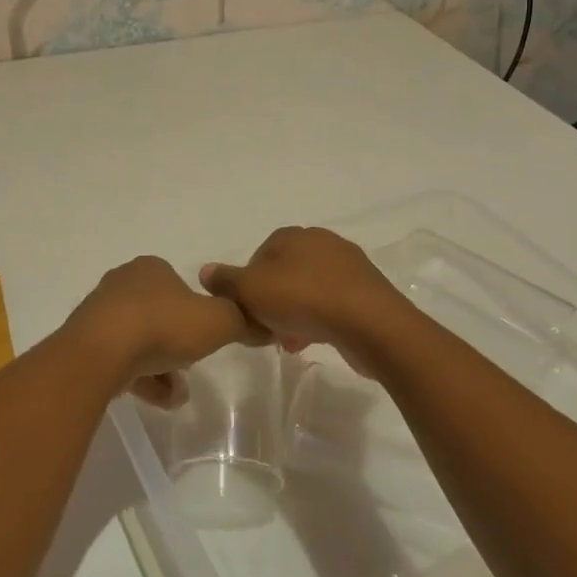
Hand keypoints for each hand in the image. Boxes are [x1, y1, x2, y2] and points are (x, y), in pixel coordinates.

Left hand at [65, 256, 269, 406]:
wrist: (100, 353)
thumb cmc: (162, 326)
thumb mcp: (218, 321)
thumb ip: (241, 320)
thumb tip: (260, 323)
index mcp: (151, 268)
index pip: (179, 285)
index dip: (196, 311)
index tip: (206, 336)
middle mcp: (123, 284)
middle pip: (159, 314)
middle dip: (177, 342)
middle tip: (193, 366)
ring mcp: (100, 314)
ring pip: (139, 340)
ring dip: (161, 366)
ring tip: (177, 395)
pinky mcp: (85, 344)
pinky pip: (120, 361)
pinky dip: (141, 378)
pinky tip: (159, 400)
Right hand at [200, 226, 419, 378]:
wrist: (370, 323)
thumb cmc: (304, 299)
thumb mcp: (252, 291)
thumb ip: (226, 281)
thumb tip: (206, 271)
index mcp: (293, 235)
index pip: (259, 255)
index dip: (247, 285)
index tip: (245, 311)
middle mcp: (320, 241)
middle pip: (284, 273)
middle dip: (272, 301)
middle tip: (264, 329)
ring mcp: (347, 265)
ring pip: (308, 289)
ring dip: (294, 313)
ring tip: (288, 342)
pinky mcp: (366, 290)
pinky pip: (332, 302)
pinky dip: (319, 318)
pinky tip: (313, 340)